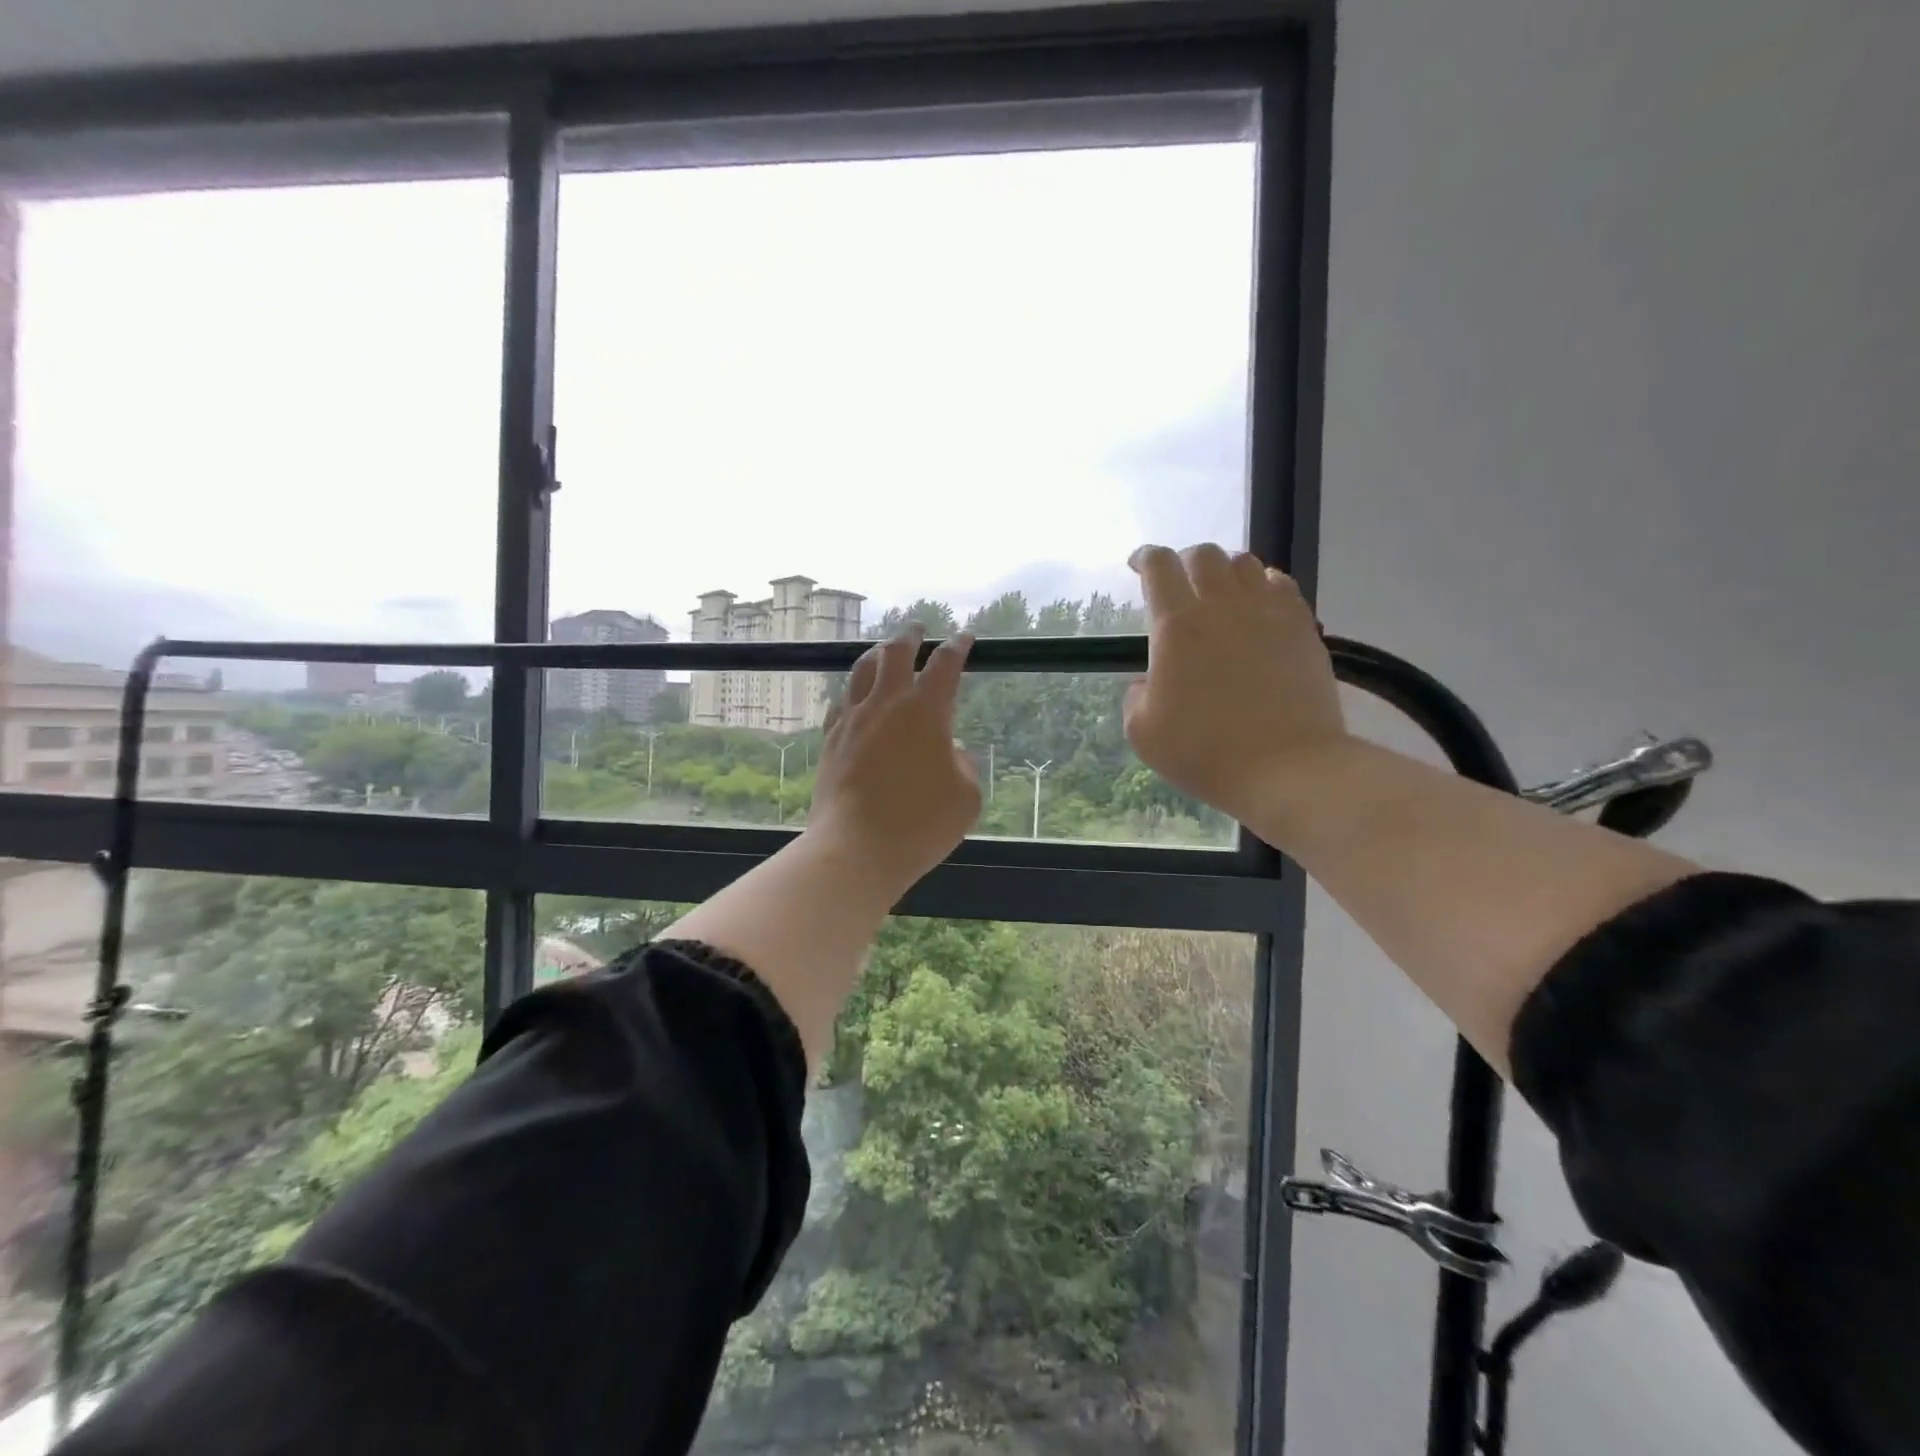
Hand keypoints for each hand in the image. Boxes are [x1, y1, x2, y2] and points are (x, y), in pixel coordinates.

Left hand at [806, 625, 981, 893]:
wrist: (856, 848)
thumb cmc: (920, 824)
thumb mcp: (966, 798)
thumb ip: (963, 766)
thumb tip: (950, 752)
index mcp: (926, 711)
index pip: (944, 665)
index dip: (957, 647)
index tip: (965, 638)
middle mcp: (886, 704)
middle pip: (895, 653)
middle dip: (910, 635)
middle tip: (918, 628)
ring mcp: (853, 720)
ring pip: (862, 670)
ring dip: (877, 654)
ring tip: (884, 650)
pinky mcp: (830, 740)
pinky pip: (841, 701)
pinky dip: (854, 690)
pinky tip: (855, 696)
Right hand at [1121, 543, 1350, 823]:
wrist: (1286, 767)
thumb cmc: (1204, 752)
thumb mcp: (1142, 732)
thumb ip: (1137, 694)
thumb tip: (1152, 679)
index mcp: (1177, 626)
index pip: (1158, 567)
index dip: (1144, 558)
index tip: (1137, 565)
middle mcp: (1222, 606)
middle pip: (1204, 554)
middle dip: (1185, 562)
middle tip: (1179, 584)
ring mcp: (1268, 612)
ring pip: (1244, 563)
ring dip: (1224, 570)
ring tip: (1220, 592)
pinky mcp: (1302, 627)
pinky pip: (1280, 585)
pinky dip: (1262, 584)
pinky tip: (1258, 605)